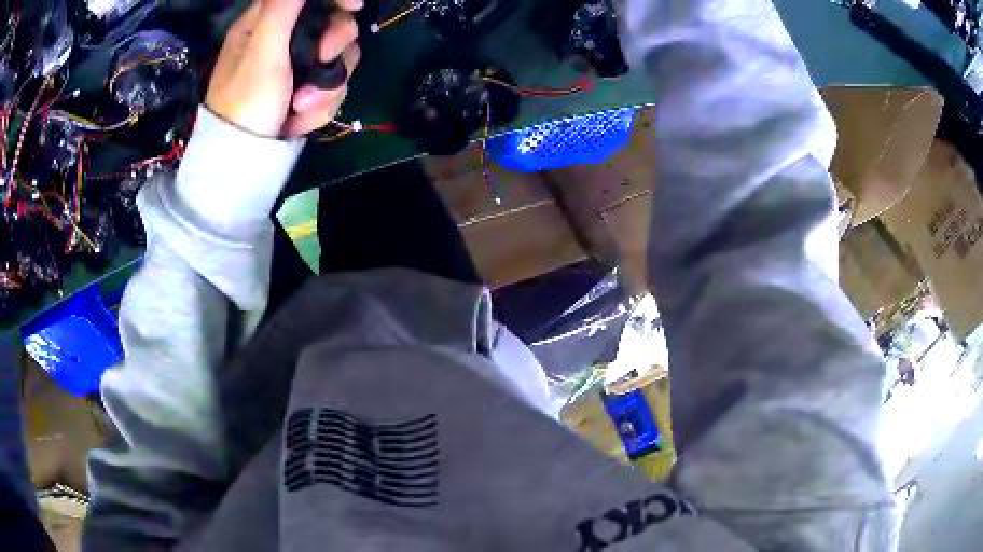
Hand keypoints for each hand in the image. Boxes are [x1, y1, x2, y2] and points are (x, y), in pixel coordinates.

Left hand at [206, 0, 362, 137]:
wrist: (242, 163)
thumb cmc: (246, 104)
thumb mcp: (262, 52)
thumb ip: (283, 10)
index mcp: (266, 24)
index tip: (355, 6)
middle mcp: (283, 41)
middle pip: (333, 26)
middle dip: (334, 47)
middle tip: (322, 60)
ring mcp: (296, 67)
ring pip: (337, 60)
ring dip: (326, 87)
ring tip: (301, 107)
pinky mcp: (305, 90)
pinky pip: (331, 87)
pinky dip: (321, 105)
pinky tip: (299, 120)